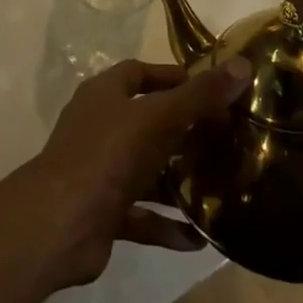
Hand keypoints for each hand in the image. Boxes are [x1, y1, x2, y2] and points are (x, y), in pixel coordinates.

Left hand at [23, 57, 251, 288]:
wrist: (59, 223)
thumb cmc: (109, 154)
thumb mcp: (160, 117)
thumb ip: (201, 95)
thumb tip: (243, 65)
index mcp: (105, 94)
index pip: (140, 73)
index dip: (173, 77)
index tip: (211, 89)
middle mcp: (100, 127)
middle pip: (147, 121)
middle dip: (184, 130)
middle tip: (224, 138)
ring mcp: (99, 171)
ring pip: (146, 170)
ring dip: (178, 180)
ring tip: (220, 186)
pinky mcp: (102, 212)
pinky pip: (142, 215)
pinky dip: (167, 225)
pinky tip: (199, 237)